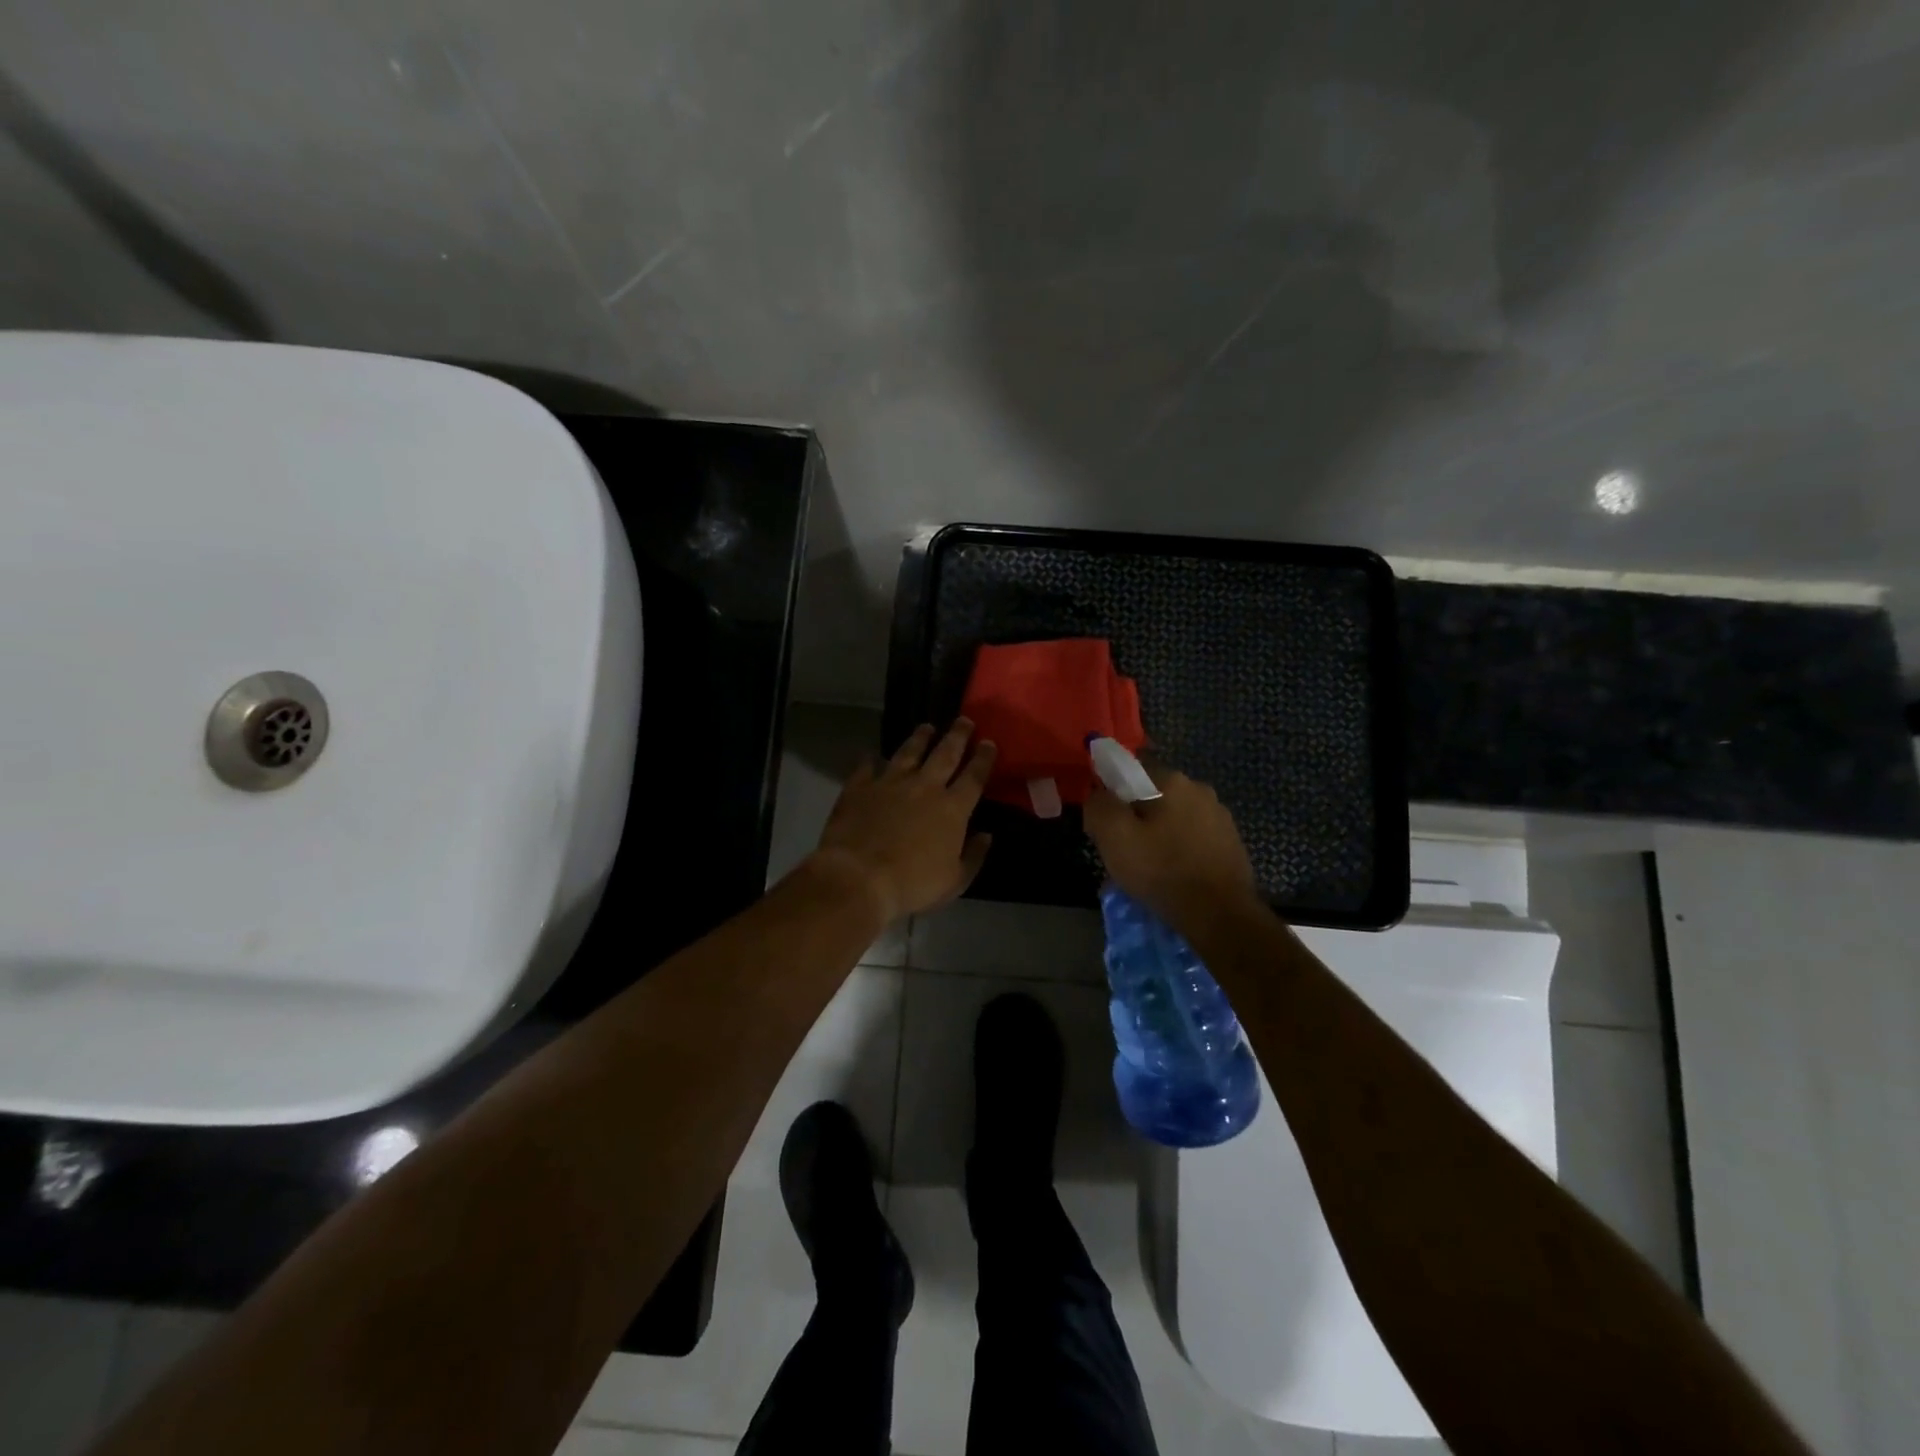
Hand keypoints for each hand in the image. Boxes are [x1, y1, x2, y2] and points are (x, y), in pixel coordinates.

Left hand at [811, 720, 996, 921]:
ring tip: (926, 727)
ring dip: (919, 738)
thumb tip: (986, 836)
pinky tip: (872, 755)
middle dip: (957, 735)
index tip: (989, 742)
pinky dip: (871, 760)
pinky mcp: (860, 787)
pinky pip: (867, 767)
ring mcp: (890, 783)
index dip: (983, 759)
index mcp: (952, 808)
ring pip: (908, 752)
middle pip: (945, 754)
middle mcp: (924, 787)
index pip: (974, 776)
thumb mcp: (954, 881)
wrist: (859, 877)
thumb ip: (974, 856)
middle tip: (964, 720)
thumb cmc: (913, 884)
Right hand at [1083, 766, 1259, 931]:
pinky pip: (1193, 839)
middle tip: (1124, 851)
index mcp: (1172, 780)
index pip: (1130, 772)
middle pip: (1153, 796)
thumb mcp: (1114, 836)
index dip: (1112, 796)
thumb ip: (1099, 806)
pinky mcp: (1231, 843)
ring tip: (1149, 868)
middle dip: (1136, 818)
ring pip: (1174, 819)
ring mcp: (1220, 816)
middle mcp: (1200, 789)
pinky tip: (1174, 875)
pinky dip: (1180, 851)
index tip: (1105, 826)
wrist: (1220, 915)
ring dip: (1159, 835)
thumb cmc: (1162, 870)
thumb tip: (1098, 796)